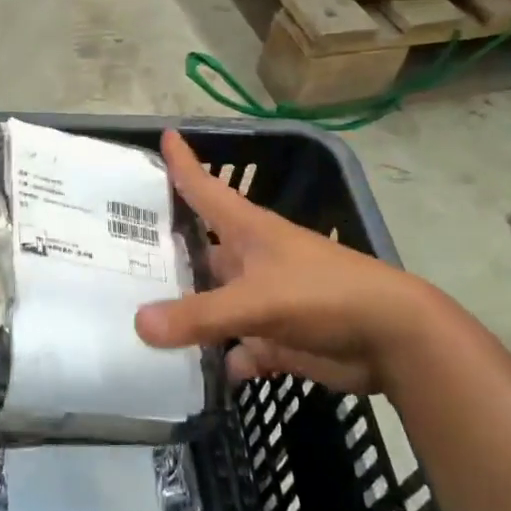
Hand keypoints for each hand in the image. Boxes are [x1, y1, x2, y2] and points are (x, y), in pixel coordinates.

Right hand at [133, 131, 430, 393]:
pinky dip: (223, 360)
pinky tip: (194, 375)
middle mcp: (251, 261)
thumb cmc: (325, 295)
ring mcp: (264, 301)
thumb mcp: (258, 300)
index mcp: (248, 232)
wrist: (393, 339)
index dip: (185, 164)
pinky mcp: (277, 337)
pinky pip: (239, 349)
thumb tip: (138, 325)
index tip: (164, 135)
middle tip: (118, 257)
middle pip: (200, 252)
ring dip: (186, 315)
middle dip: (166, 255)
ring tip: (137, 323)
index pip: (206, 189)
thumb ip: (199, 315)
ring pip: (213, 305)